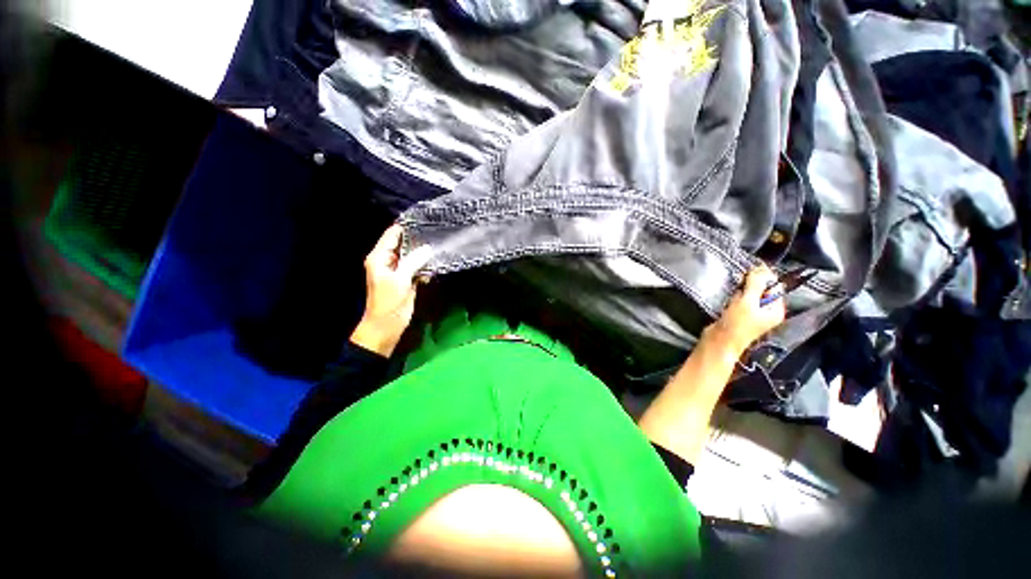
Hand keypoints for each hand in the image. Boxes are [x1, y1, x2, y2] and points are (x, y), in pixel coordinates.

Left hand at [350, 224, 432, 356]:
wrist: (386, 326)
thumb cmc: (388, 303)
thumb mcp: (400, 280)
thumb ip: (413, 262)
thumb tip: (428, 248)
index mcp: (379, 258)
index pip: (392, 235)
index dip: (406, 227)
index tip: (423, 220)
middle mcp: (388, 261)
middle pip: (403, 244)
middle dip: (418, 240)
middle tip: (436, 232)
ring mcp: (398, 270)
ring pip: (412, 256)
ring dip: (423, 253)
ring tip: (439, 245)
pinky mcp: (406, 280)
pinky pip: (417, 267)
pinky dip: (425, 266)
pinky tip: (435, 264)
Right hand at [706, 265, 785, 355]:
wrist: (719, 342)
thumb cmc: (736, 324)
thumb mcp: (747, 302)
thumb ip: (755, 284)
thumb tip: (761, 268)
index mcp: (775, 309)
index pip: (774, 286)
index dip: (763, 277)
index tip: (750, 273)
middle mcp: (766, 311)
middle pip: (761, 289)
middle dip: (749, 285)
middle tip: (740, 289)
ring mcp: (752, 313)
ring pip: (748, 294)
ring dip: (739, 292)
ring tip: (733, 298)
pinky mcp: (739, 314)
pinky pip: (738, 299)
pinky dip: (733, 297)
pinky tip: (728, 301)